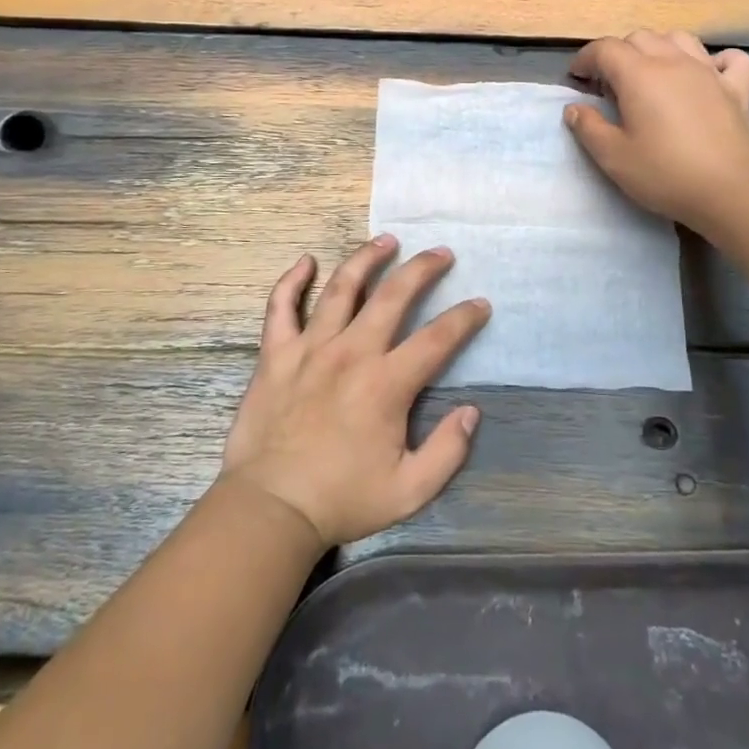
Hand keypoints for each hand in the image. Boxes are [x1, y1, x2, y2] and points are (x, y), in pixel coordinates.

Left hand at [220, 238, 488, 548]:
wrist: (269, 508)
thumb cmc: (341, 500)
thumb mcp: (409, 491)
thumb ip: (447, 451)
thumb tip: (471, 411)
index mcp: (386, 383)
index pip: (437, 339)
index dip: (464, 318)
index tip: (480, 304)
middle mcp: (351, 352)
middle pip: (393, 295)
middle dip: (422, 269)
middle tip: (441, 253)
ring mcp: (310, 348)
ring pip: (342, 287)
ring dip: (367, 258)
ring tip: (386, 240)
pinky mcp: (276, 354)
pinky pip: (281, 306)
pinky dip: (292, 280)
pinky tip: (306, 261)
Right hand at [565, 28, 748, 234]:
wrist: (733, 191)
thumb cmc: (666, 174)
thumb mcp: (614, 157)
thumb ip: (589, 128)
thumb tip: (574, 108)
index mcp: (639, 74)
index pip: (604, 49)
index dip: (585, 60)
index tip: (577, 80)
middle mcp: (674, 61)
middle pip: (640, 38)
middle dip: (618, 54)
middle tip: (610, 85)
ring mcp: (709, 72)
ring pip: (680, 39)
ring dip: (659, 48)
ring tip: (652, 75)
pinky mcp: (738, 89)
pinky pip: (729, 59)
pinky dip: (715, 60)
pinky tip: (708, 75)